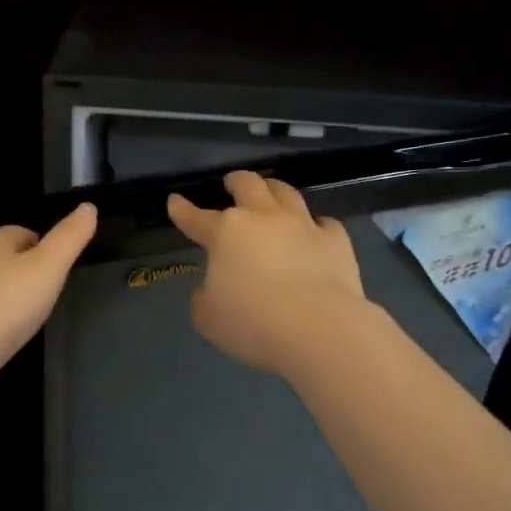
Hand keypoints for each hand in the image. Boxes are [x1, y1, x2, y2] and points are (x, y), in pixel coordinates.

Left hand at [0, 202, 97, 398]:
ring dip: (9, 293)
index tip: (59, 266)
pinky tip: (7, 332)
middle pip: (4, 257)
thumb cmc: (9, 302)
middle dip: (25, 268)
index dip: (43, 245)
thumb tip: (88, 206)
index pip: (21, 232)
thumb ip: (70, 237)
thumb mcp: (50, 266)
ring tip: (30, 313)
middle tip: (49, 290)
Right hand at [167, 171, 368, 375]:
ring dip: (274, 189)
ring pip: (287, 193)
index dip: (182, 210)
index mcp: (226, 233)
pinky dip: (316, 224)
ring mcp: (303, 226)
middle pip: (248, 186)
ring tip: (271, 191)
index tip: (174, 201)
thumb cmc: (252, 323)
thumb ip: (204, 297)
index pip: (196, 218)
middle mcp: (263, 219)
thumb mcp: (208, 318)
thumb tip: (213, 287)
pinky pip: (324, 223)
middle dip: (236, 181)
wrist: (318, 328)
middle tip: (231, 182)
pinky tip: (315, 231)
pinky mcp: (335, 241)